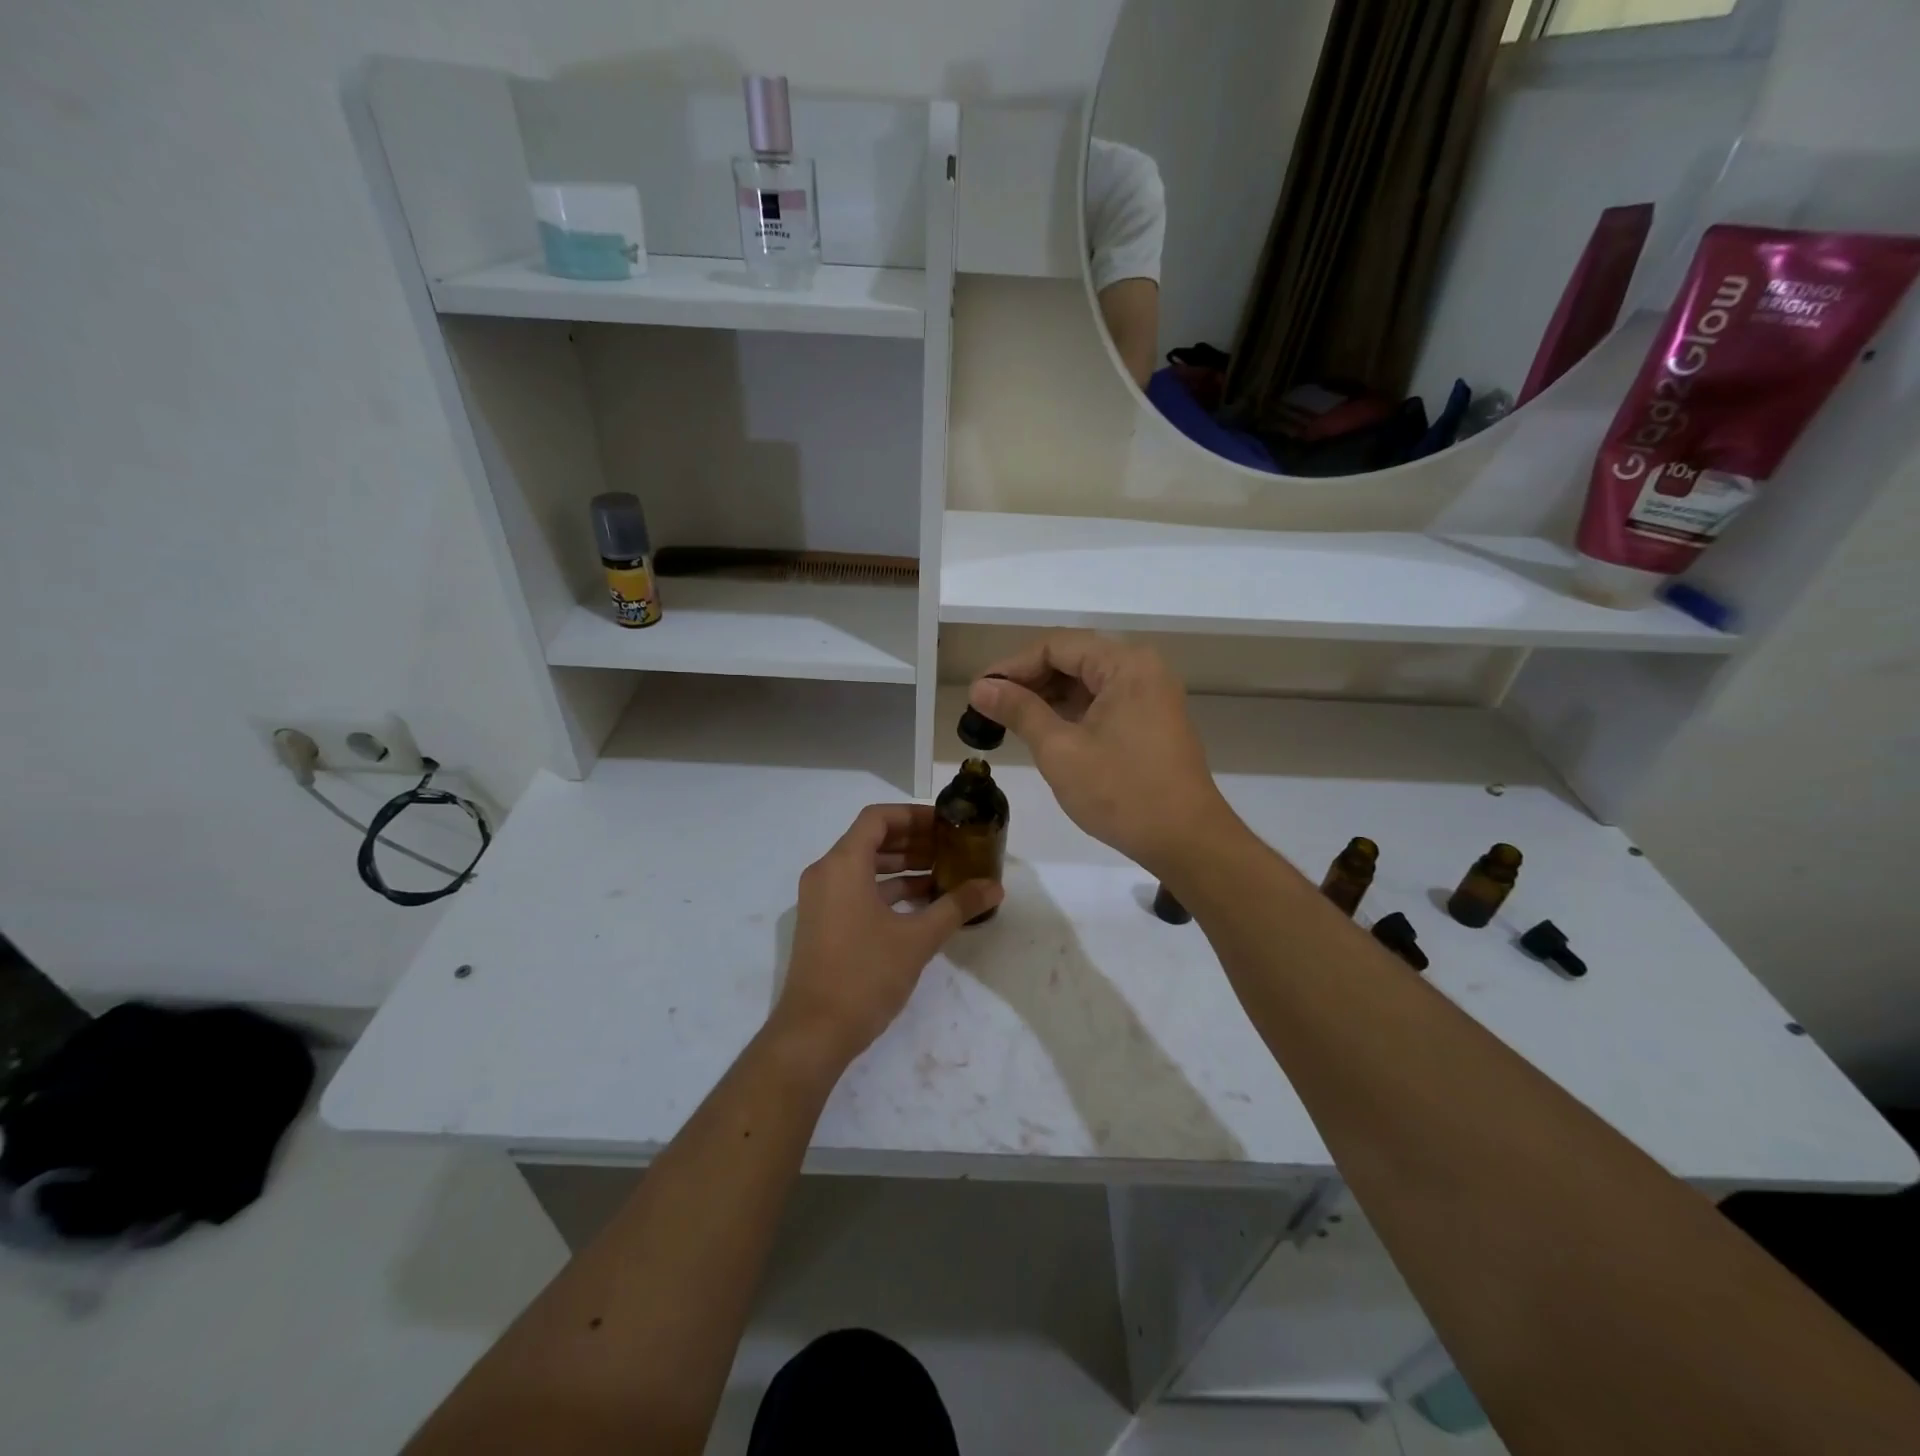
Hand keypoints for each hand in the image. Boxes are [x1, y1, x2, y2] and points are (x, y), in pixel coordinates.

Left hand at [772, 804, 1001, 1067]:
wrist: (814, 1033)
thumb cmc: (865, 975)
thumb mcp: (918, 939)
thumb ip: (957, 906)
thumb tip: (995, 887)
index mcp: (843, 864)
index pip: (878, 818)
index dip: (914, 815)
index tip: (946, 824)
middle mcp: (826, 873)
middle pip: (871, 840)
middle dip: (913, 841)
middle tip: (952, 847)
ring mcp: (821, 900)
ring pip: (865, 867)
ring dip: (903, 867)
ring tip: (944, 874)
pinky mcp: (823, 923)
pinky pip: (857, 890)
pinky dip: (888, 890)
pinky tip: (922, 904)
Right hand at [970, 633, 1235, 876]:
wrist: (1186, 841)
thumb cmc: (1121, 792)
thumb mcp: (1060, 750)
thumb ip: (1019, 711)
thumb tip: (980, 688)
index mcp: (1125, 664)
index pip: (1056, 646)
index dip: (1012, 666)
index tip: (979, 693)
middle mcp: (1142, 669)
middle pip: (1073, 659)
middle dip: (1028, 681)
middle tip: (988, 709)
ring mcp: (1151, 696)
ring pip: (1087, 682)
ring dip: (1048, 698)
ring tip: (1008, 721)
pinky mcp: (1152, 721)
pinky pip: (1103, 703)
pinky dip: (1071, 713)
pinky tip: (1043, 732)